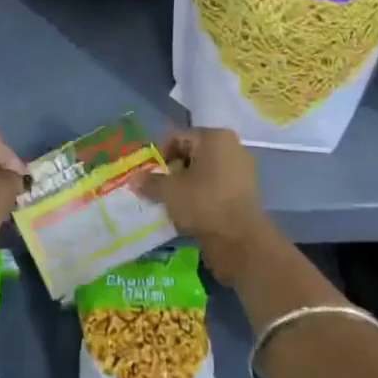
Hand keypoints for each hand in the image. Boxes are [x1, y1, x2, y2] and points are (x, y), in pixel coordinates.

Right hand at [136, 128, 279, 285]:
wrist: (241, 240)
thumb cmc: (204, 204)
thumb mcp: (169, 191)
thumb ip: (150, 182)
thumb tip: (133, 179)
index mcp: (214, 137)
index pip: (176, 137)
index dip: (158, 156)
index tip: (148, 177)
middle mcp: (231, 147)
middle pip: (190, 153)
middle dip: (172, 171)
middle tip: (158, 191)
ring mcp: (241, 169)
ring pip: (203, 172)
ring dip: (185, 185)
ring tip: (171, 204)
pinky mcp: (244, 192)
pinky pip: (215, 187)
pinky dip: (201, 195)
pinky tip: (189, 213)